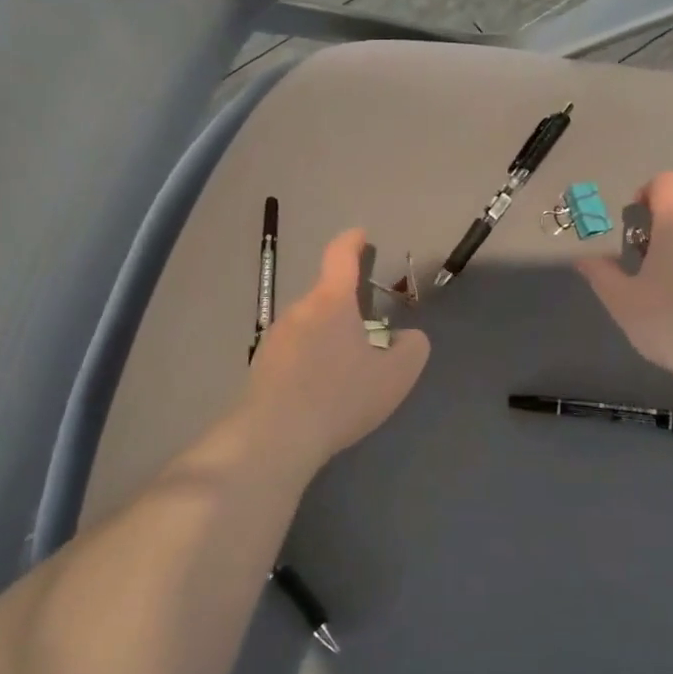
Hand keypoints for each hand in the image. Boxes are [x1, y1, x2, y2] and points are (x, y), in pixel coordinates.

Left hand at [237, 229, 430, 475]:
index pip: (341, 257)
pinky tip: (319, 395)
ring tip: (345, 376)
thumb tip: (407, 338)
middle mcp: (299, 310)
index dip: (353, 242)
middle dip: (347, 311)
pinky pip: (293, 353)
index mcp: (331, 302)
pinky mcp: (260, 366)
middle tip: (369, 340)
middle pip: (326, 298)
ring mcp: (274, 338)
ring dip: (328, 340)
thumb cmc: (340, 397)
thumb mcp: (395, 376)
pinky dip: (310, 363)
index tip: (361, 236)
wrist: (274, 437)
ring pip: (309, 327)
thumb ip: (412, 349)